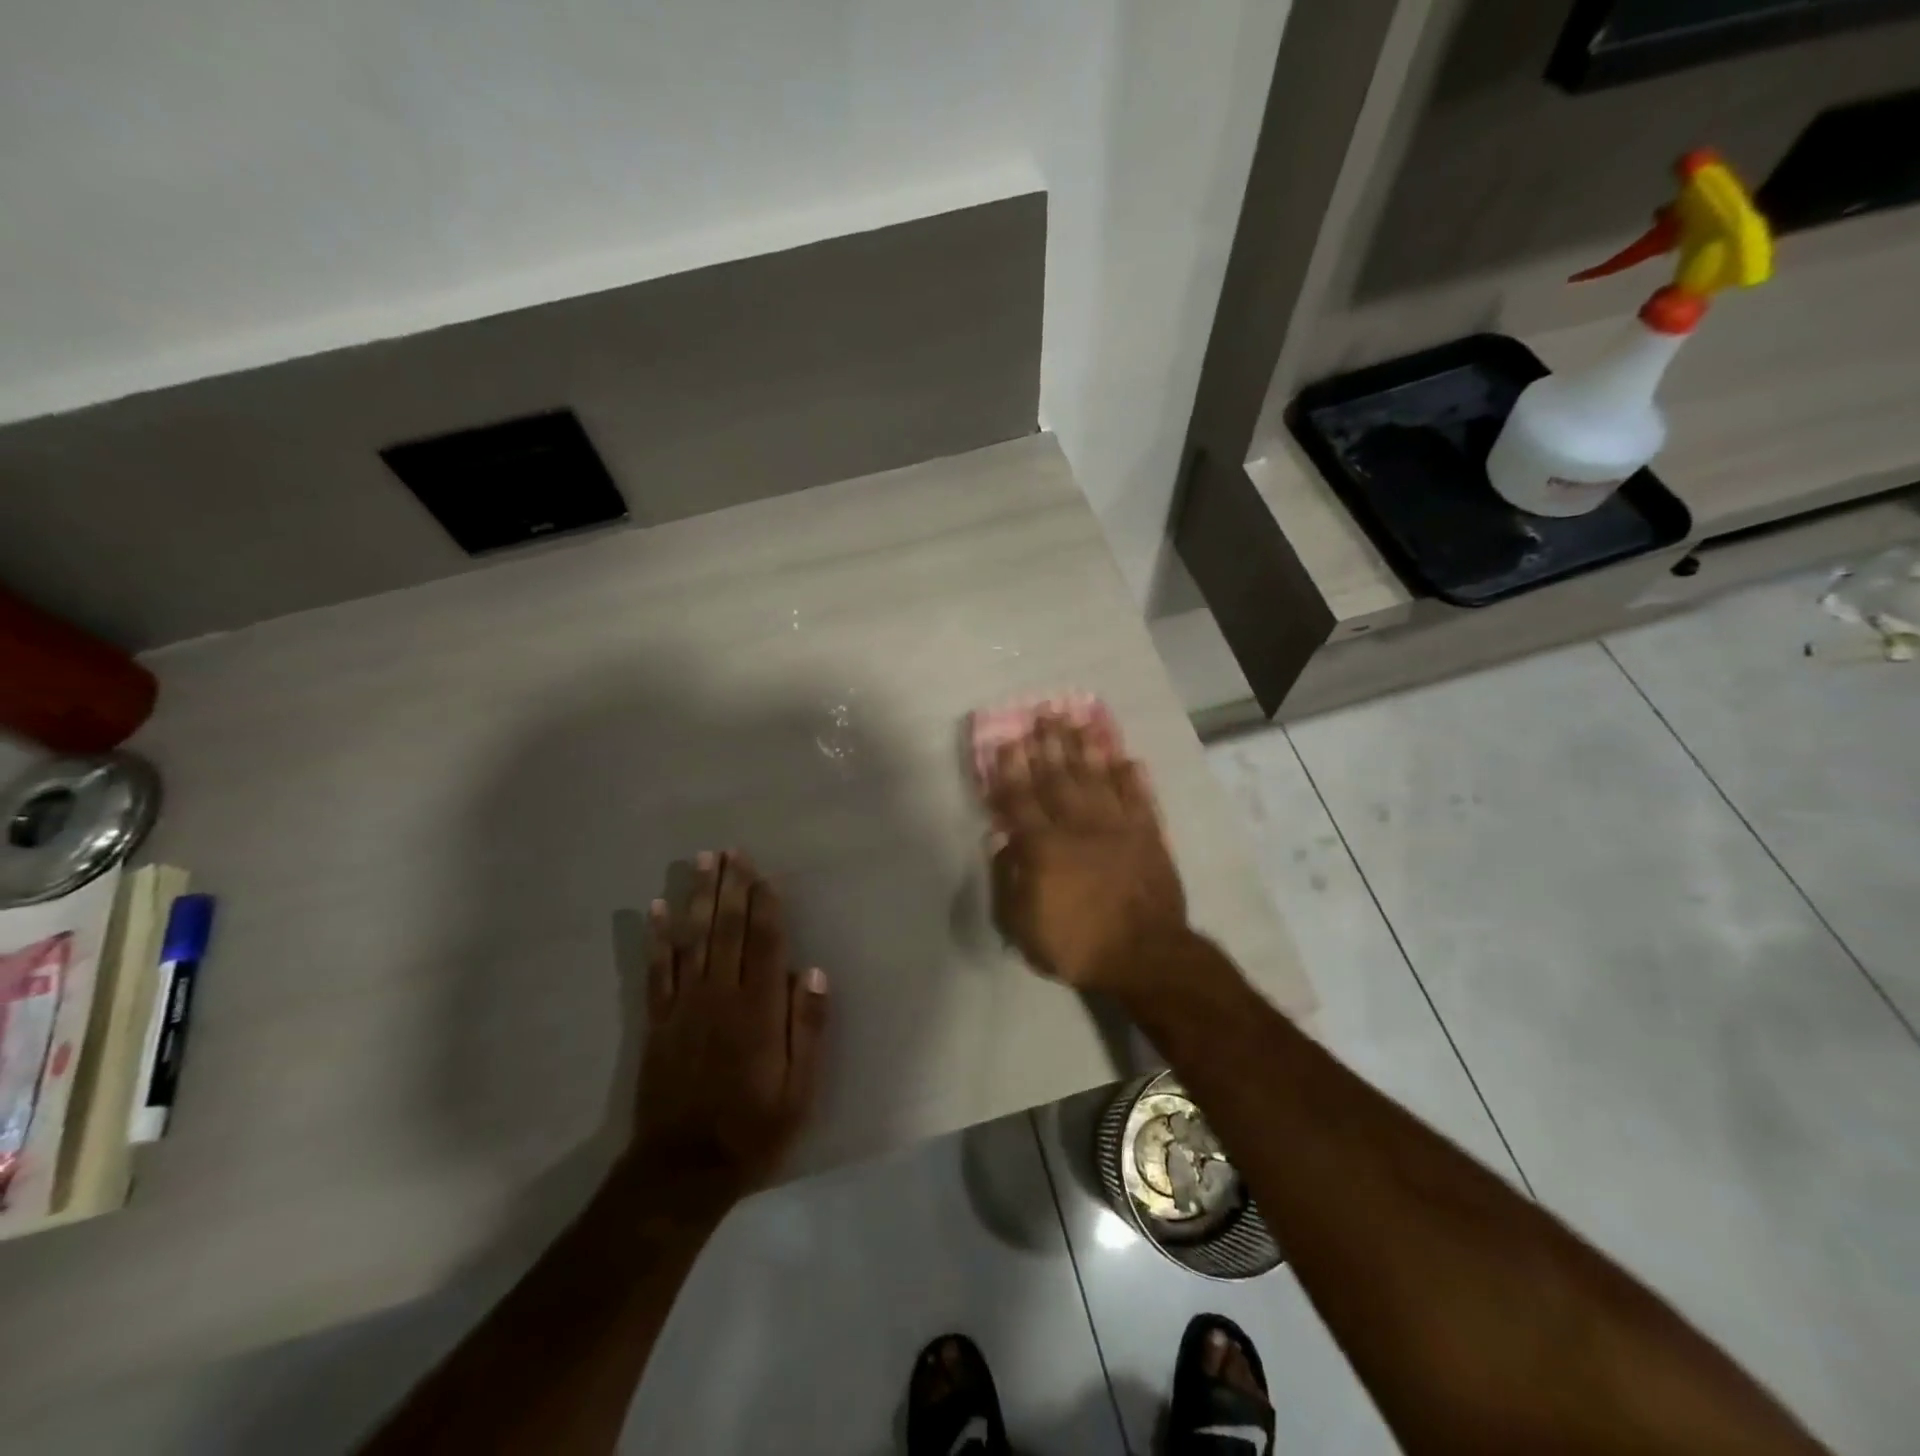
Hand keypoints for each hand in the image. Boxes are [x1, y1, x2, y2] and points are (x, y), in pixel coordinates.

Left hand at [630, 850, 828, 1214]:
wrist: (682, 1170)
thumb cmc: (753, 1129)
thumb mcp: (799, 1088)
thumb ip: (807, 1027)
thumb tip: (812, 970)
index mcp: (758, 1010)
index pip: (765, 942)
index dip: (766, 905)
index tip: (765, 873)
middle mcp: (720, 996)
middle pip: (727, 930)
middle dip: (731, 887)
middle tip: (731, 850)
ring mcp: (684, 1006)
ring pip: (692, 939)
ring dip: (698, 897)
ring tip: (701, 862)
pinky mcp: (658, 1022)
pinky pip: (657, 970)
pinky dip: (658, 938)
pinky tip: (658, 908)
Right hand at [986, 712, 1189, 999]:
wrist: (1145, 956)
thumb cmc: (1077, 945)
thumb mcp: (1022, 926)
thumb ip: (1007, 880)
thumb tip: (999, 841)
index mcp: (1043, 847)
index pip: (1020, 799)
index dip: (1010, 769)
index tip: (1006, 740)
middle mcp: (1078, 826)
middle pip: (1058, 777)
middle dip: (1047, 744)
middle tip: (1041, 713)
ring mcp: (1117, 827)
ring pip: (1097, 777)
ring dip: (1085, 747)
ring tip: (1076, 720)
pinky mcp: (1148, 835)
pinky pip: (1138, 797)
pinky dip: (1131, 776)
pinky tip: (1125, 756)